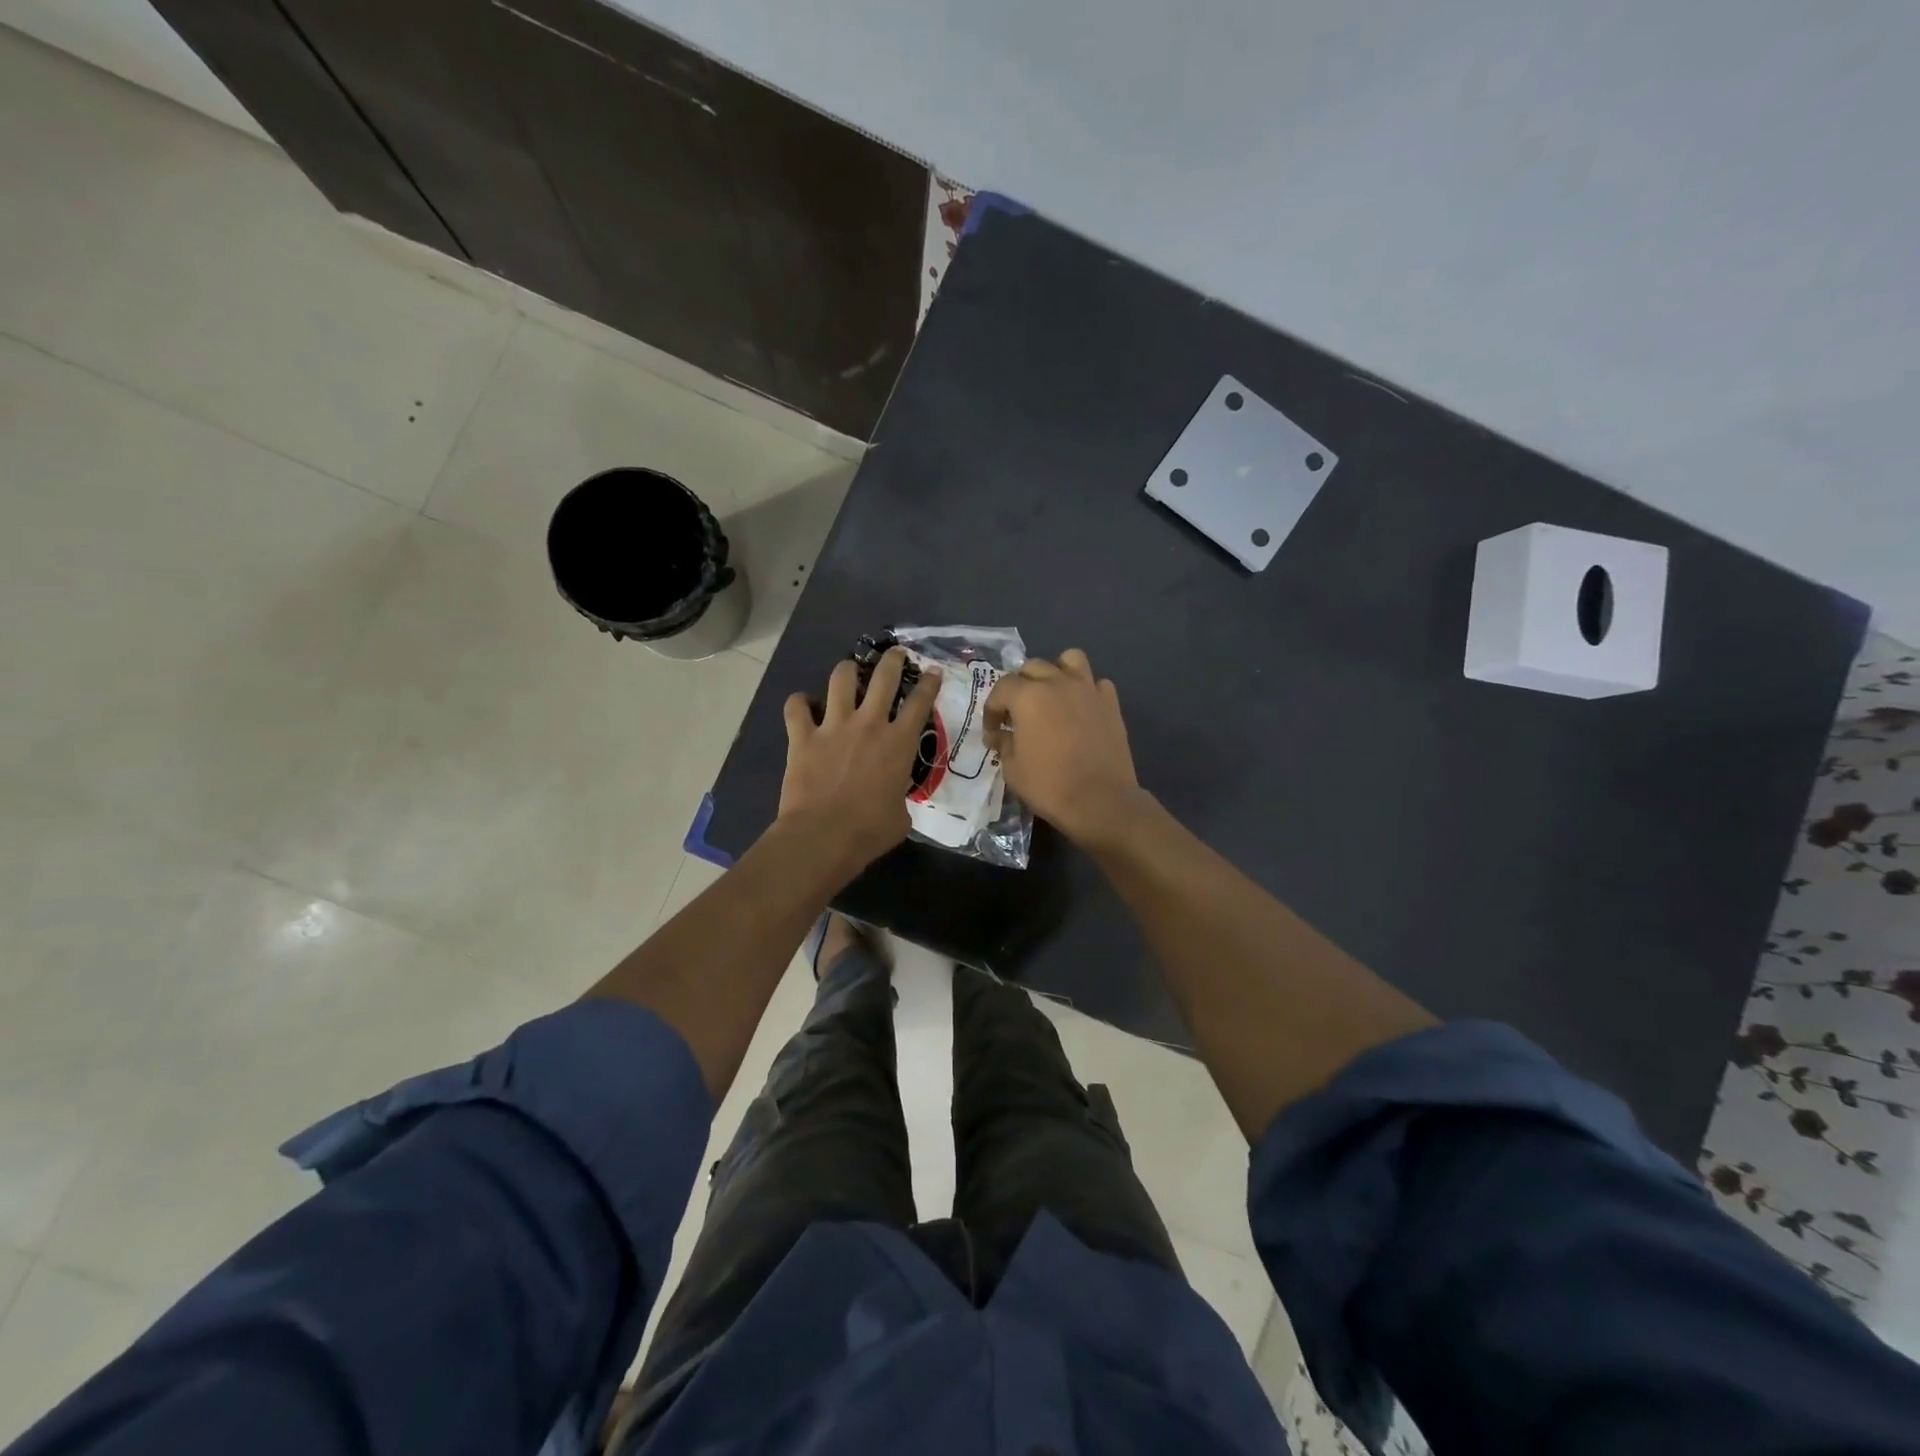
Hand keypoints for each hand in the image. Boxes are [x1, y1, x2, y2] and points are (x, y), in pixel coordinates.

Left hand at [779, 648, 940, 872]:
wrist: (822, 837)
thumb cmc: (869, 832)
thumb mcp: (901, 816)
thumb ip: (900, 796)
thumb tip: (893, 798)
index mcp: (899, 743)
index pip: (920, 701)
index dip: (929, 682)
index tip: (933, 671)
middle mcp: (869, 724)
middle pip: (884, 676)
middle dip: (892, 659)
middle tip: (896, 654)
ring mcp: (833, 726)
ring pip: (841, 678)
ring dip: (848, 670)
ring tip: (850, 671)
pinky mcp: (802, 736)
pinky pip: (796, 706)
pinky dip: (800, 703)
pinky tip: (803, 706)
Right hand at [984, 649, 1145, 846]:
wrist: (1100, 800)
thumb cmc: (1049, 785)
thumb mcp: (1012, 768)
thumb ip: (1004, 743)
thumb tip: (1000, 734)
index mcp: (1028, 696)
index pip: (1001, 688)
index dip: (992, 710)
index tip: (993, 731)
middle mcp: (1057, 683)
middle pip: (1033, 667)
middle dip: (1020, 687)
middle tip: (1018, 714)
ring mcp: (1088, 690)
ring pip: (1070, 660)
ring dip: (1056, 673)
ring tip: (1052, 696)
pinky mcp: (1111, 704)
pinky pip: (1097, 683)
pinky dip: (1086, 691)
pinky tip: (1081, 710)